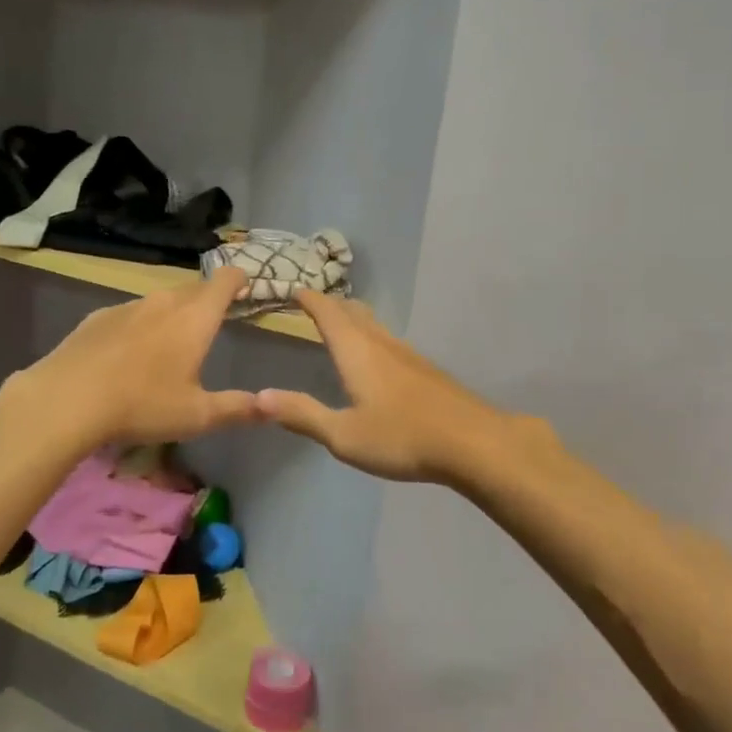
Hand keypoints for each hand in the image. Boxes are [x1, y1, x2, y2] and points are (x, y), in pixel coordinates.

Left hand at [4, 266, 260, 447]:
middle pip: (194, 288)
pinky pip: (130, 313)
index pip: (225, 281)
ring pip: (160, 300)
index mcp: (195, 318)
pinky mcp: (98, 317)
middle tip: (214, 318)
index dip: (239, 280)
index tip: (246, 286)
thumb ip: (237, 408)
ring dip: (173, 311)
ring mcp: (128, 306)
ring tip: (172, 338)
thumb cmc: (142, 405)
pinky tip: (129, 352)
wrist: (66, 399)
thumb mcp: (197, 415)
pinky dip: (140, 324)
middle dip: (208, 297)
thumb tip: (272, 407)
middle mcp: (164, 302)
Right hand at [258, 291, 546, 486]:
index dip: (309, 298)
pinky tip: (376, 359)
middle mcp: (381, 343)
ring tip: (340, 324)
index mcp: (356, 351)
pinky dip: (371, 337)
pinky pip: (389, 341)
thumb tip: (259, 396)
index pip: (327, 312)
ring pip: (374, 325)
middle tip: (311, 304)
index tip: (292, 288)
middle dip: (330, 304)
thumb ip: (302, 414)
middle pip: (353, 312)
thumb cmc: (401, 437)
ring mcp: (408, 354)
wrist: (472, 443)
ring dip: (353, 318)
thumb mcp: (343, 435)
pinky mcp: (426, 370)